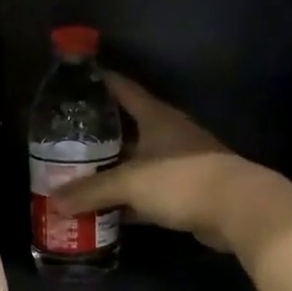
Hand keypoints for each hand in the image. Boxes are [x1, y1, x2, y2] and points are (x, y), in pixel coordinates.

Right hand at [53, 73, 275, 255]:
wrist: (238, 209)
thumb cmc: (181, 180)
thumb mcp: (129, 183)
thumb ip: (90, 191)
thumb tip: (53, 202)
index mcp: (156, 117)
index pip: (123, 89)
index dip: (99, 82)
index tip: (73, 81)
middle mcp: (167, 134)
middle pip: (126, 127)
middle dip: (96, 134)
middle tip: (63, 140)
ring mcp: (178, 162)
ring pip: (135, 162)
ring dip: (111, 170)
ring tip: (76, 174)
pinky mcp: (184, 191)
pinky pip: (146, 191)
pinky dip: (127, 199)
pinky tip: (104, 209)